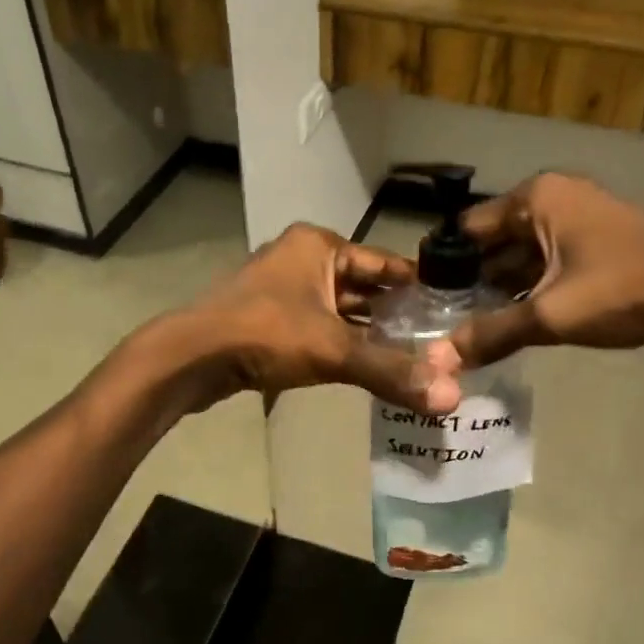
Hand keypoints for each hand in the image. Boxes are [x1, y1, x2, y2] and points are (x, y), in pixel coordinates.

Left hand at [163, 224, 461, 413]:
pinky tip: (367, 368)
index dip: (418, 286)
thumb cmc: (265, 335)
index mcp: (319, 247)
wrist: (192, 357)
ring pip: (340, 311)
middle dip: (396, 315)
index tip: (452, 310)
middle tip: (439, 342)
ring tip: (412, 359)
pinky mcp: (268, 319)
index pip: (384, 262)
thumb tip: (450, 397)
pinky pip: (318, 328)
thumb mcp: (334, 350)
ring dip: (369, 333)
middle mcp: (301, 259)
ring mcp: (282, 289)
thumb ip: (390, 371)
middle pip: (363, 287)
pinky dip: (342, 344)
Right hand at [431, 172, 643, 371]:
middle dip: (472, 281)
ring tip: (472, 327)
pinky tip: (514, 318)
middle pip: (492, 242)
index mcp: (534, 198)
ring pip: (520, 253)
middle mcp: (551, 197)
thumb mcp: (551, 314)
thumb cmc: (623, 288)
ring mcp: (576, 214)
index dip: (444, 267)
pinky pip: (545, 258)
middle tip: (445, 322)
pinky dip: (529, 284)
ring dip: (501, 287)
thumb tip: (439, 361)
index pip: (467, 229)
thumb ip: (493, 333)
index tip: (425, 303)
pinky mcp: (594, 235)